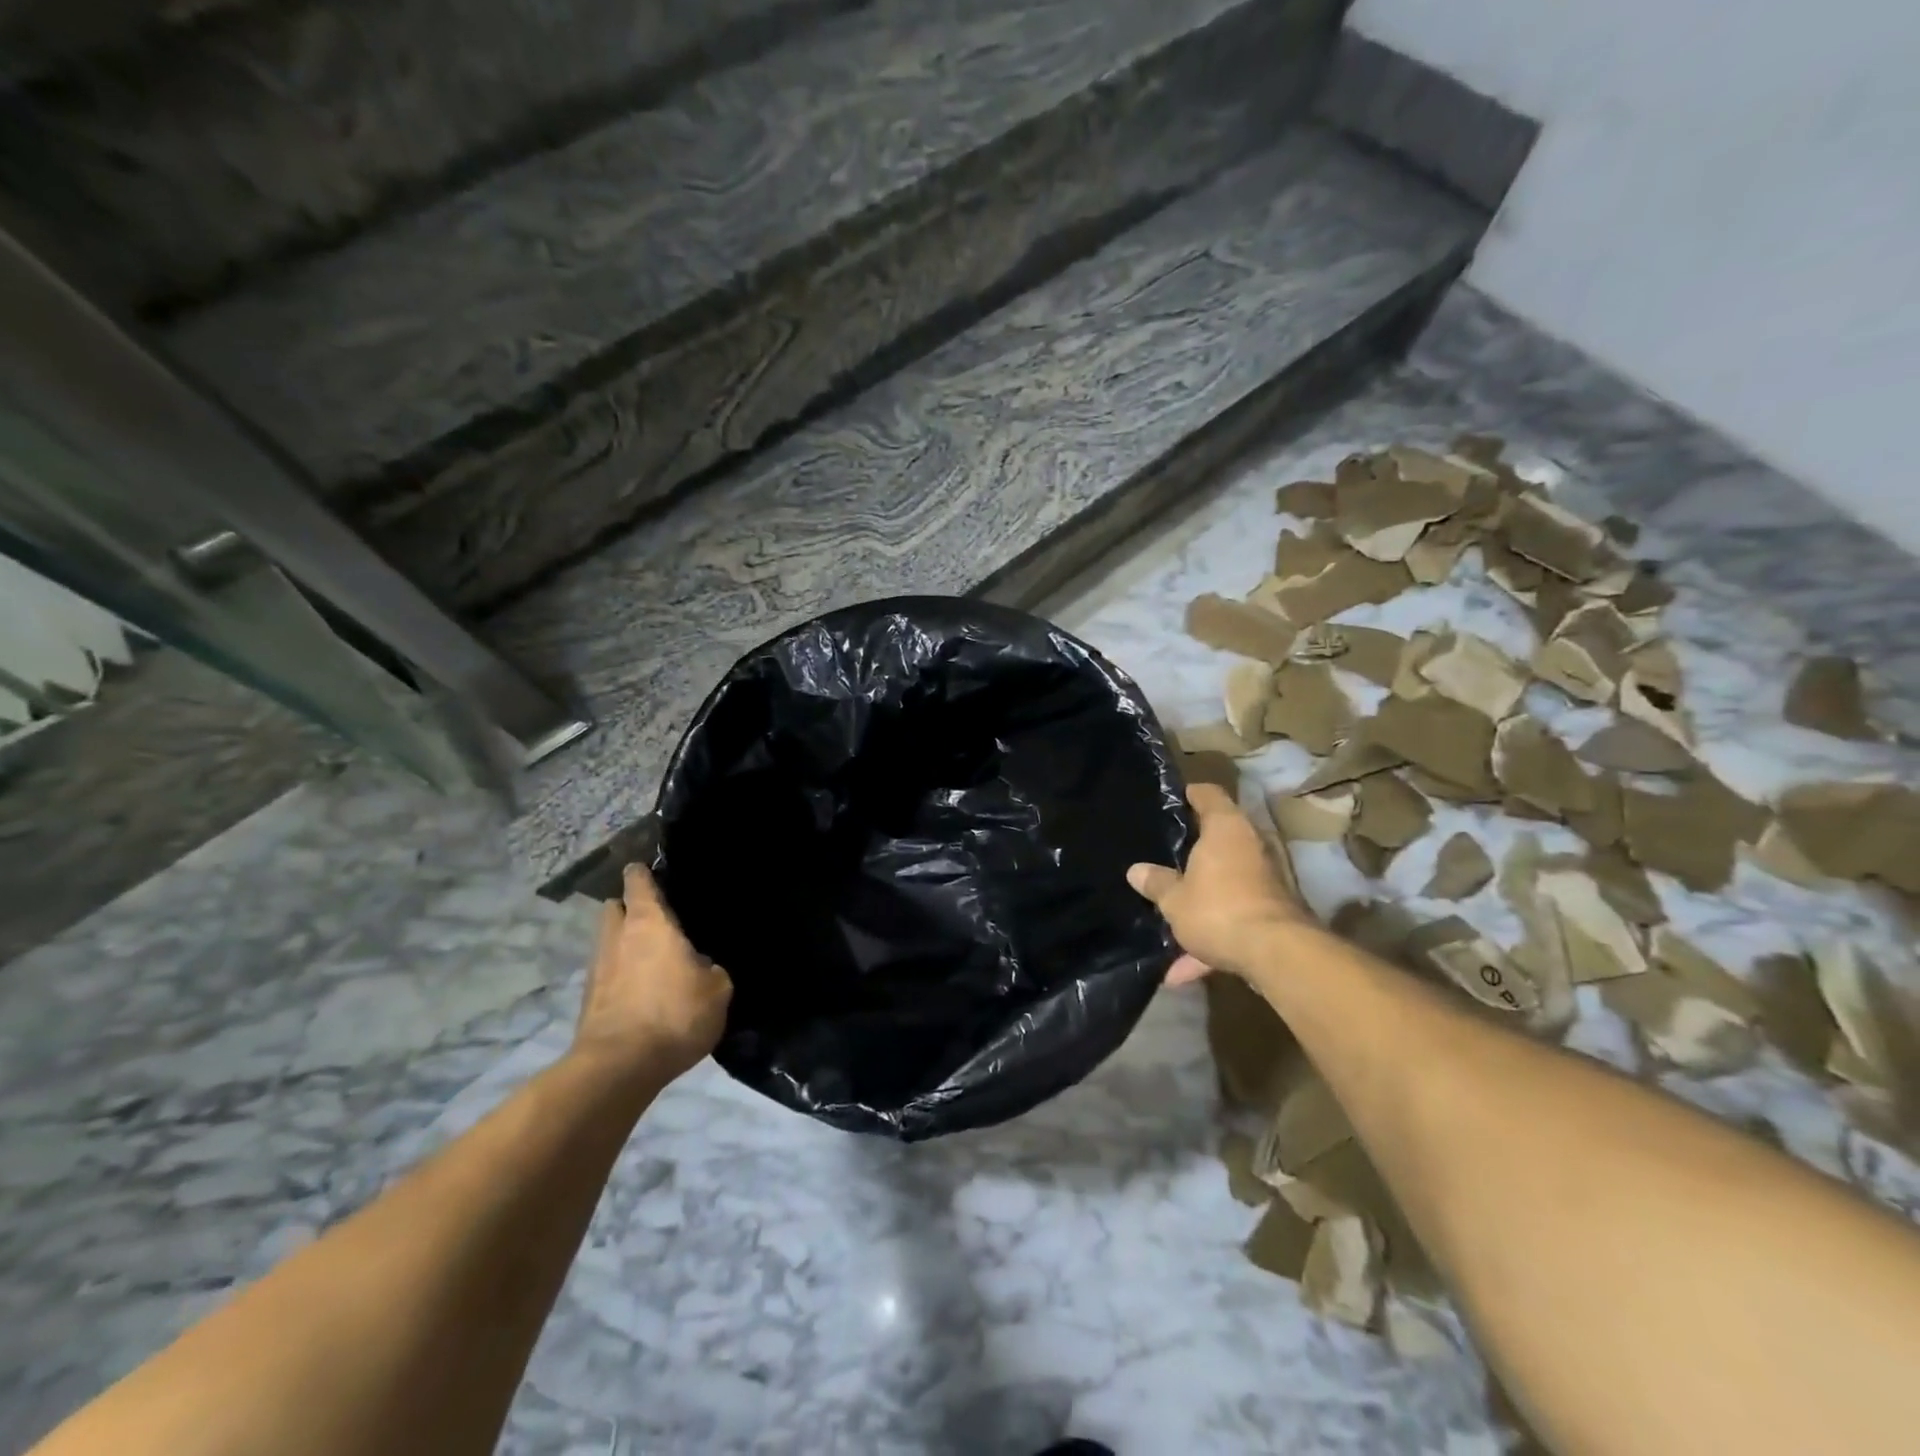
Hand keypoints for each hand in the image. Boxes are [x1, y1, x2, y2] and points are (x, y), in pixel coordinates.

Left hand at [574, 864, 732, 1082]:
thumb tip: (700, 965)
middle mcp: (617, 937)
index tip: (652, 871)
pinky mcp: (588, 1001)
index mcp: (650, 922)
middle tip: (655, 920)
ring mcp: (597, 969)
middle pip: (615, 907)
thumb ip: (710, 968)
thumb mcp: (717, 989)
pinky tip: (642, 991)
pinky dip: (620, 976)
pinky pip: (607, 974)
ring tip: (651, 960)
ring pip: (608, 941)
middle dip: (629, 908)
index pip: (639, 881)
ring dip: (624, 945)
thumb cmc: (675, 1014)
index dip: (644, 873)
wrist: (620, 1067)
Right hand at [1128, 783, 1308, 983]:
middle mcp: (1251, 845)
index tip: (1172, 800)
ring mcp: (1266, 879)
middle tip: (1165, 855)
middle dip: (1195, 851)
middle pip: (1220, 838)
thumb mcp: (1174, 899)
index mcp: (1225, 829)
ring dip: (1201, 903)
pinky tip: (1182, 972)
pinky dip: (1212, 939)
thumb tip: (1136, 870)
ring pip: (1226, 883)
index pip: (1209, 795)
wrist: (1277, 955)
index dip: (1190, 794)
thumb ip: (1155, 882)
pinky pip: (1235, 917)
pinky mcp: (1273, 913)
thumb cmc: (1217, 909)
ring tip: (1170, 923)